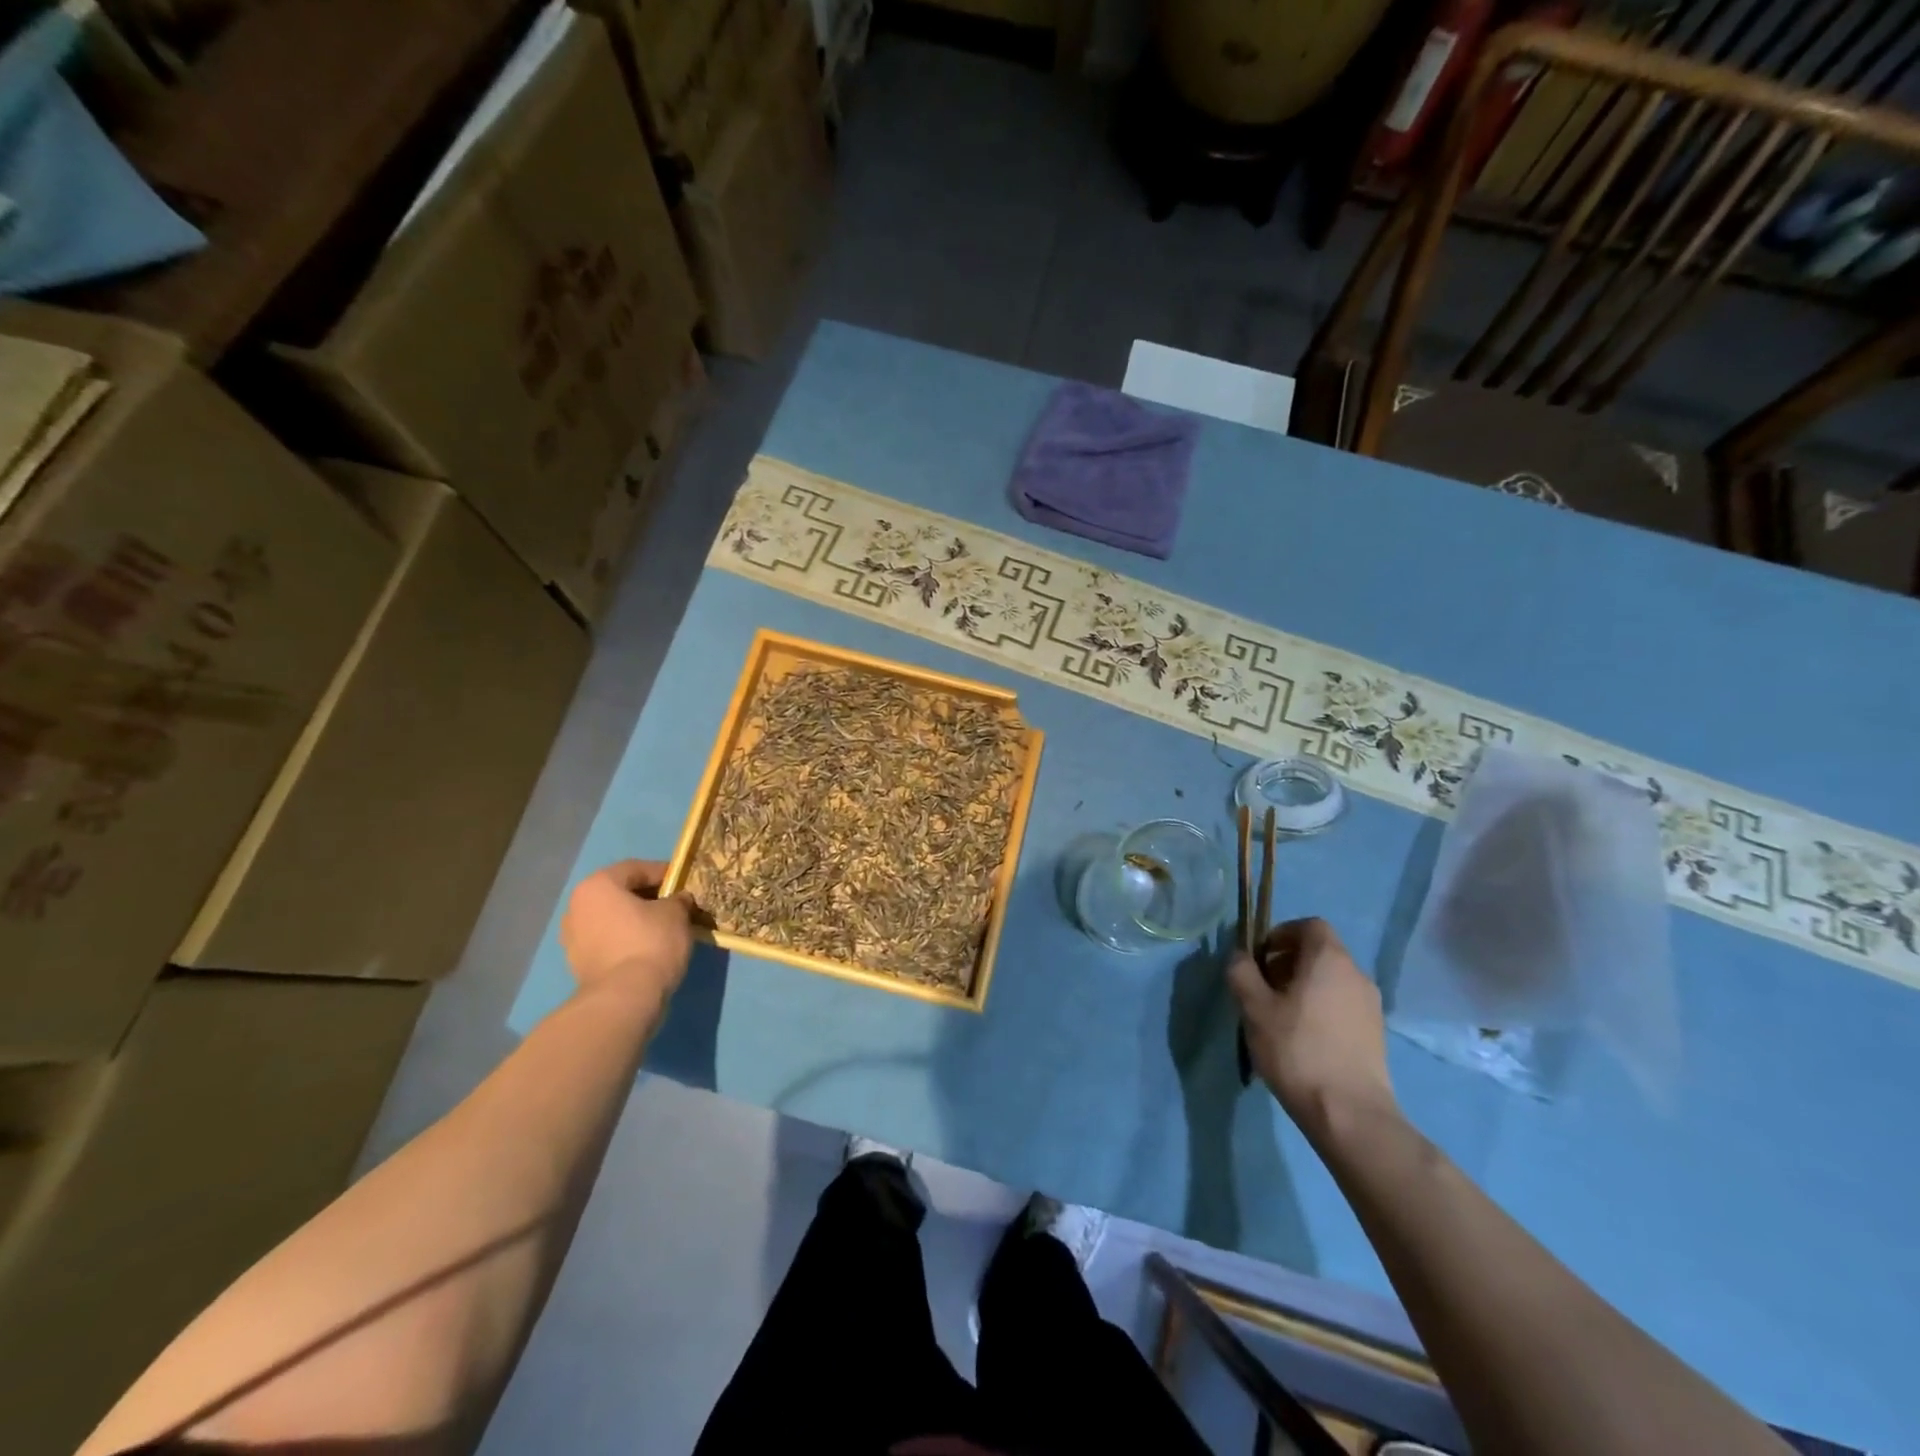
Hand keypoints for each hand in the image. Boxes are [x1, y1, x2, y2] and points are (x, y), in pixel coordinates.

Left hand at [560, 860, 693, 1003]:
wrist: (624, 998)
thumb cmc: (650, 942)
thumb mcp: (676, 912)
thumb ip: (678, 899)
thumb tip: (678, 900)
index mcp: (597, 885)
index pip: (636, 868)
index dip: (664, 872)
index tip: (685, 882)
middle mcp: (577, 906)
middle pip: (620, 893)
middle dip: (648, 897)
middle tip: (676, 904)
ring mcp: (573, 937)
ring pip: (612, 918)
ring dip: (636, 919)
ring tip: (664, 928)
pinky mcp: (578, 964)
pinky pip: (608, 940)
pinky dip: (626, 939)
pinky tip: (648, 948)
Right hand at [1229, 917, 1399, 1141]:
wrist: (1350, 1114)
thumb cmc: (1297, 1049)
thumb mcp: (1254, 1008)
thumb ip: (1242, 972)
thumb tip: (1240, 956)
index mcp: (1329, 959)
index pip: (1309, 925)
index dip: (1281, 934)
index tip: (1260, 958)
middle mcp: (1356, 974)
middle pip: (1320, 952)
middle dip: (1288, 962)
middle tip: (1263, 989)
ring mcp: (1371, 1006)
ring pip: (1331, 980)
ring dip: (1304, 987)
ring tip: (1280, 1018)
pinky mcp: (1375, 1034)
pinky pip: (1342, 1005)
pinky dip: (1321, 1009)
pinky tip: (1303, 1040)